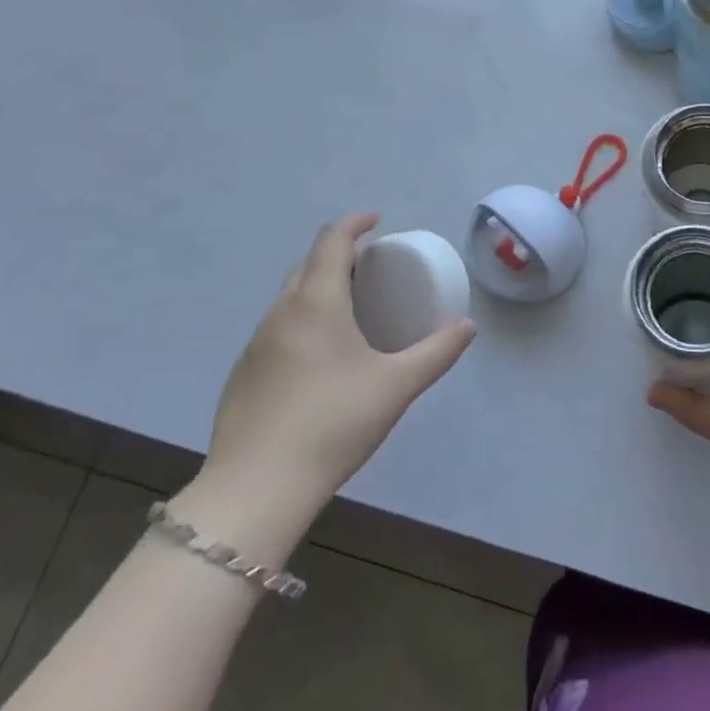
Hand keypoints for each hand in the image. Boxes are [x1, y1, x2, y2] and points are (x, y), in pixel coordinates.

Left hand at [178, 214, 474, 553]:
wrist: (256, 489)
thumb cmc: (333, 424)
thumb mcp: (396, 386)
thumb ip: (436, 352)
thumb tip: (467, 327)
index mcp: (316, 303)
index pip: (332, 241)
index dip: (354, 223)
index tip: (377, 221)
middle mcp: (280, 313)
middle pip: (308, 264)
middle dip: (338, 255)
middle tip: (370, 269)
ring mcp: (255, 345)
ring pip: (289, 298)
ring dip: (318, 288)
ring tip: (348, 310)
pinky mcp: (242, 375)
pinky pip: (276, 329)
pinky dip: (301, 321)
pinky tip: (318, 359)